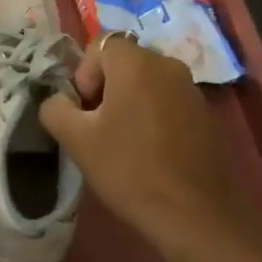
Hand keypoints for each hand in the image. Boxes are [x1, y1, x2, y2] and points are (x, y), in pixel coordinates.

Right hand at [40, 36, 261, 261]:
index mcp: (137, 62)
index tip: (85, 113)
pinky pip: (167, 100)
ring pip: (146, 82)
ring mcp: (191, 88)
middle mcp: (167, 64)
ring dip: (129, 103)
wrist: (195, 214)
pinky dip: (152, 116)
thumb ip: (56, 108)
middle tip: (98, 129)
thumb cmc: (130, 169)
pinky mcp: (205, 113)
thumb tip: (58, 100)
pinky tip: (150, 152)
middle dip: (105, 89)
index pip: (99, 46)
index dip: (84, 76)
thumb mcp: (77, 140)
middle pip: (124, 62)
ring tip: (123, 143)